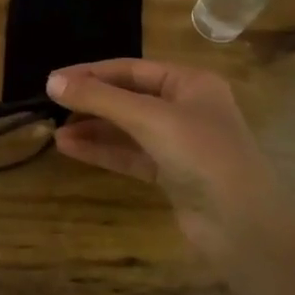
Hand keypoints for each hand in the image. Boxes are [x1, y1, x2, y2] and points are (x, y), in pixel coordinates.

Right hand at [48, 59, 285, 254]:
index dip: (91, 73)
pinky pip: (130, 155)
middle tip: (50, 106)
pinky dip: (102, 151)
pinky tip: (71, 148)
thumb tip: (51, 81)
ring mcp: (179, 143)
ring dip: (92, 129)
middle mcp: (186, 108)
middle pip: (128, 98)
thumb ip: (100, 98)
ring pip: (126, 129)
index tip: (53, 80)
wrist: (243, 225)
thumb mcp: (149, 118)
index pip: (131, 69)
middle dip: (91, 102)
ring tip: (54, 131)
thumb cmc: (202, 154)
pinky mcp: (171, 174)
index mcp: (191, 83)